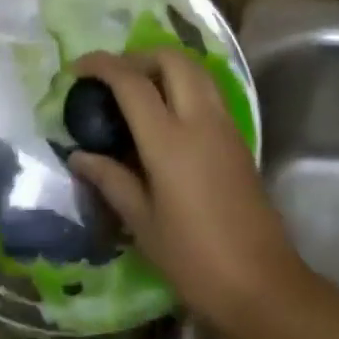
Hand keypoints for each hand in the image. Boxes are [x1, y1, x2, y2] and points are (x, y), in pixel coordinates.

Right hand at [67, 49, 304, 330]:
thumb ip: (111, 180)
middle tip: (113, 79)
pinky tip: (165, 115)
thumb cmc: (193, 258)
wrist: (260, 282)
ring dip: (165, 66)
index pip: (132, 82)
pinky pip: (209, 92)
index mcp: (170, 140)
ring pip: (196, 70)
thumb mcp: (142, 222)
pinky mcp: (239, 138)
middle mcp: (201, 120)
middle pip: (172, 60)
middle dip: (139, 57)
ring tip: (137, 91)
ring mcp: (225, 126)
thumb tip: (79, 156)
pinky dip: (184, 85)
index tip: (78, 69)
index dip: (102, 66)